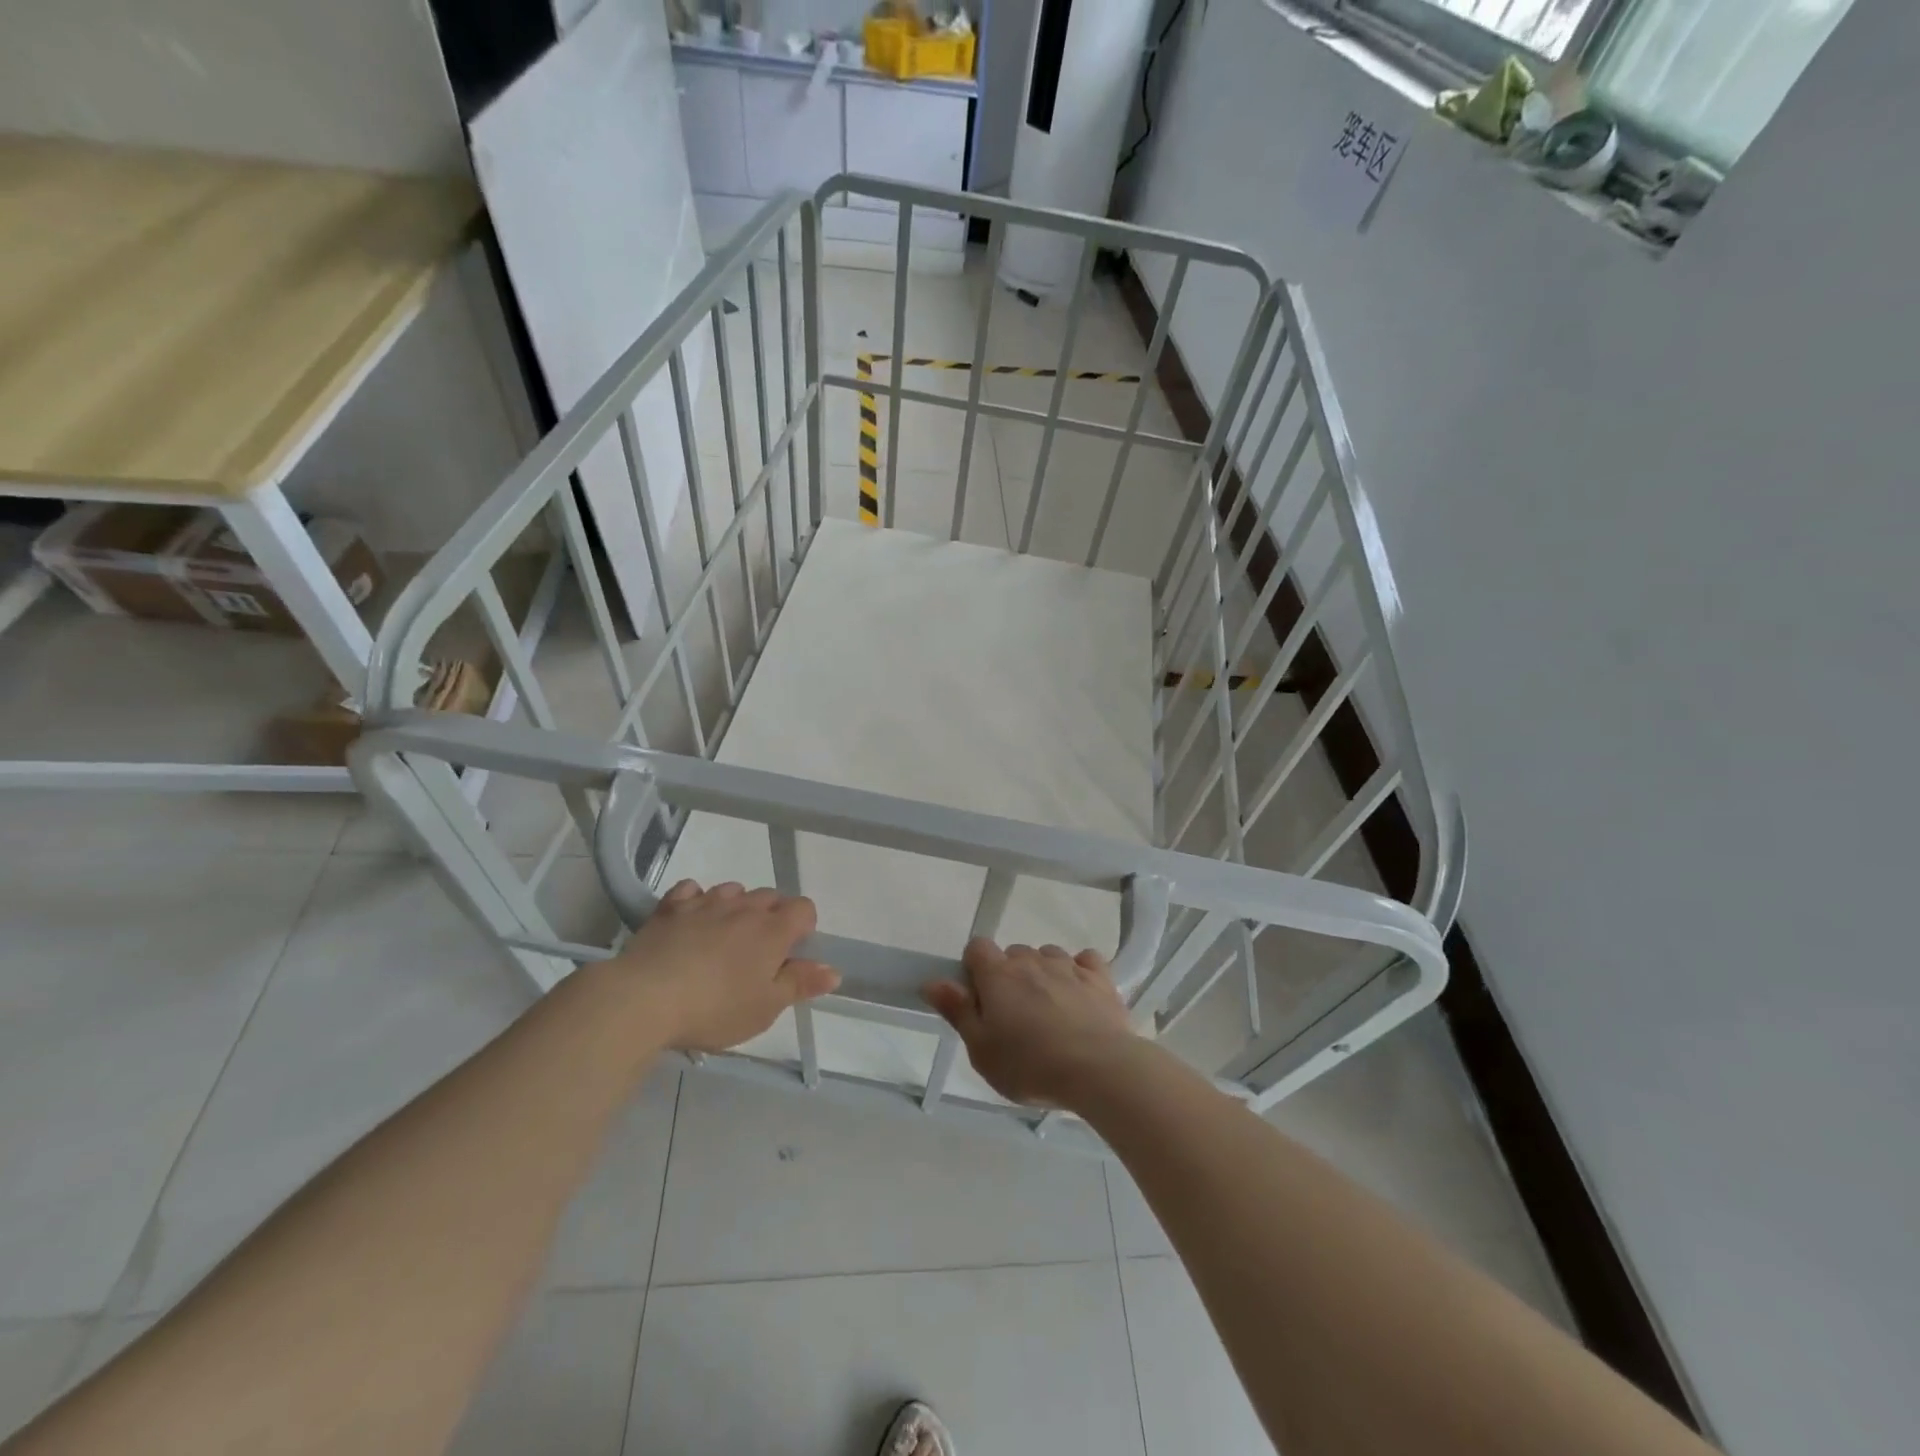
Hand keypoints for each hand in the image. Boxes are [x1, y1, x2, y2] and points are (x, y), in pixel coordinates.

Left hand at [609, 880, 839, 1050]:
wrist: (644, 998)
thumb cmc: (715, 1008)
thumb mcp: (765, 1007)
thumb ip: (800, 984)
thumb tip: (833, 971)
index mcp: (773, 930)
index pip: (804, 908)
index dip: (803, 927)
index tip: (791, 954)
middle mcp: (743, 907)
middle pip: (770, 896)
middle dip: (771, 916)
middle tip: (758, 954)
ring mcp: (705, 903)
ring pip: (732, 891)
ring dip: (736, 907)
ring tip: (724, 938)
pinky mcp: (669, 907)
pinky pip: (691, 890)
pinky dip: (696, 900)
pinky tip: (691, 921)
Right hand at [923, 940, 1140, 1108]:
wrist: (1098, 1069)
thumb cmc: (1030, 1065)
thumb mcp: (981, 1050)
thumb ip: (957, 1011)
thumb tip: (932, 981)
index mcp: (998, 975)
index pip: (977, 947)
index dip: (974, 968)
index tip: (979, 999)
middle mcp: (1032, 961)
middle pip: (1013, 954)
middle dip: (1010, 976)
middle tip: (1014, 1017)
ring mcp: (1068, 966)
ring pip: (1048, 956)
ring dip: (1044, 974)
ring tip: (1049, 1010)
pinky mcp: (1100, 977)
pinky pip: (1085, 960)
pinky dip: (1080, 971)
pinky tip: (1080, 994)